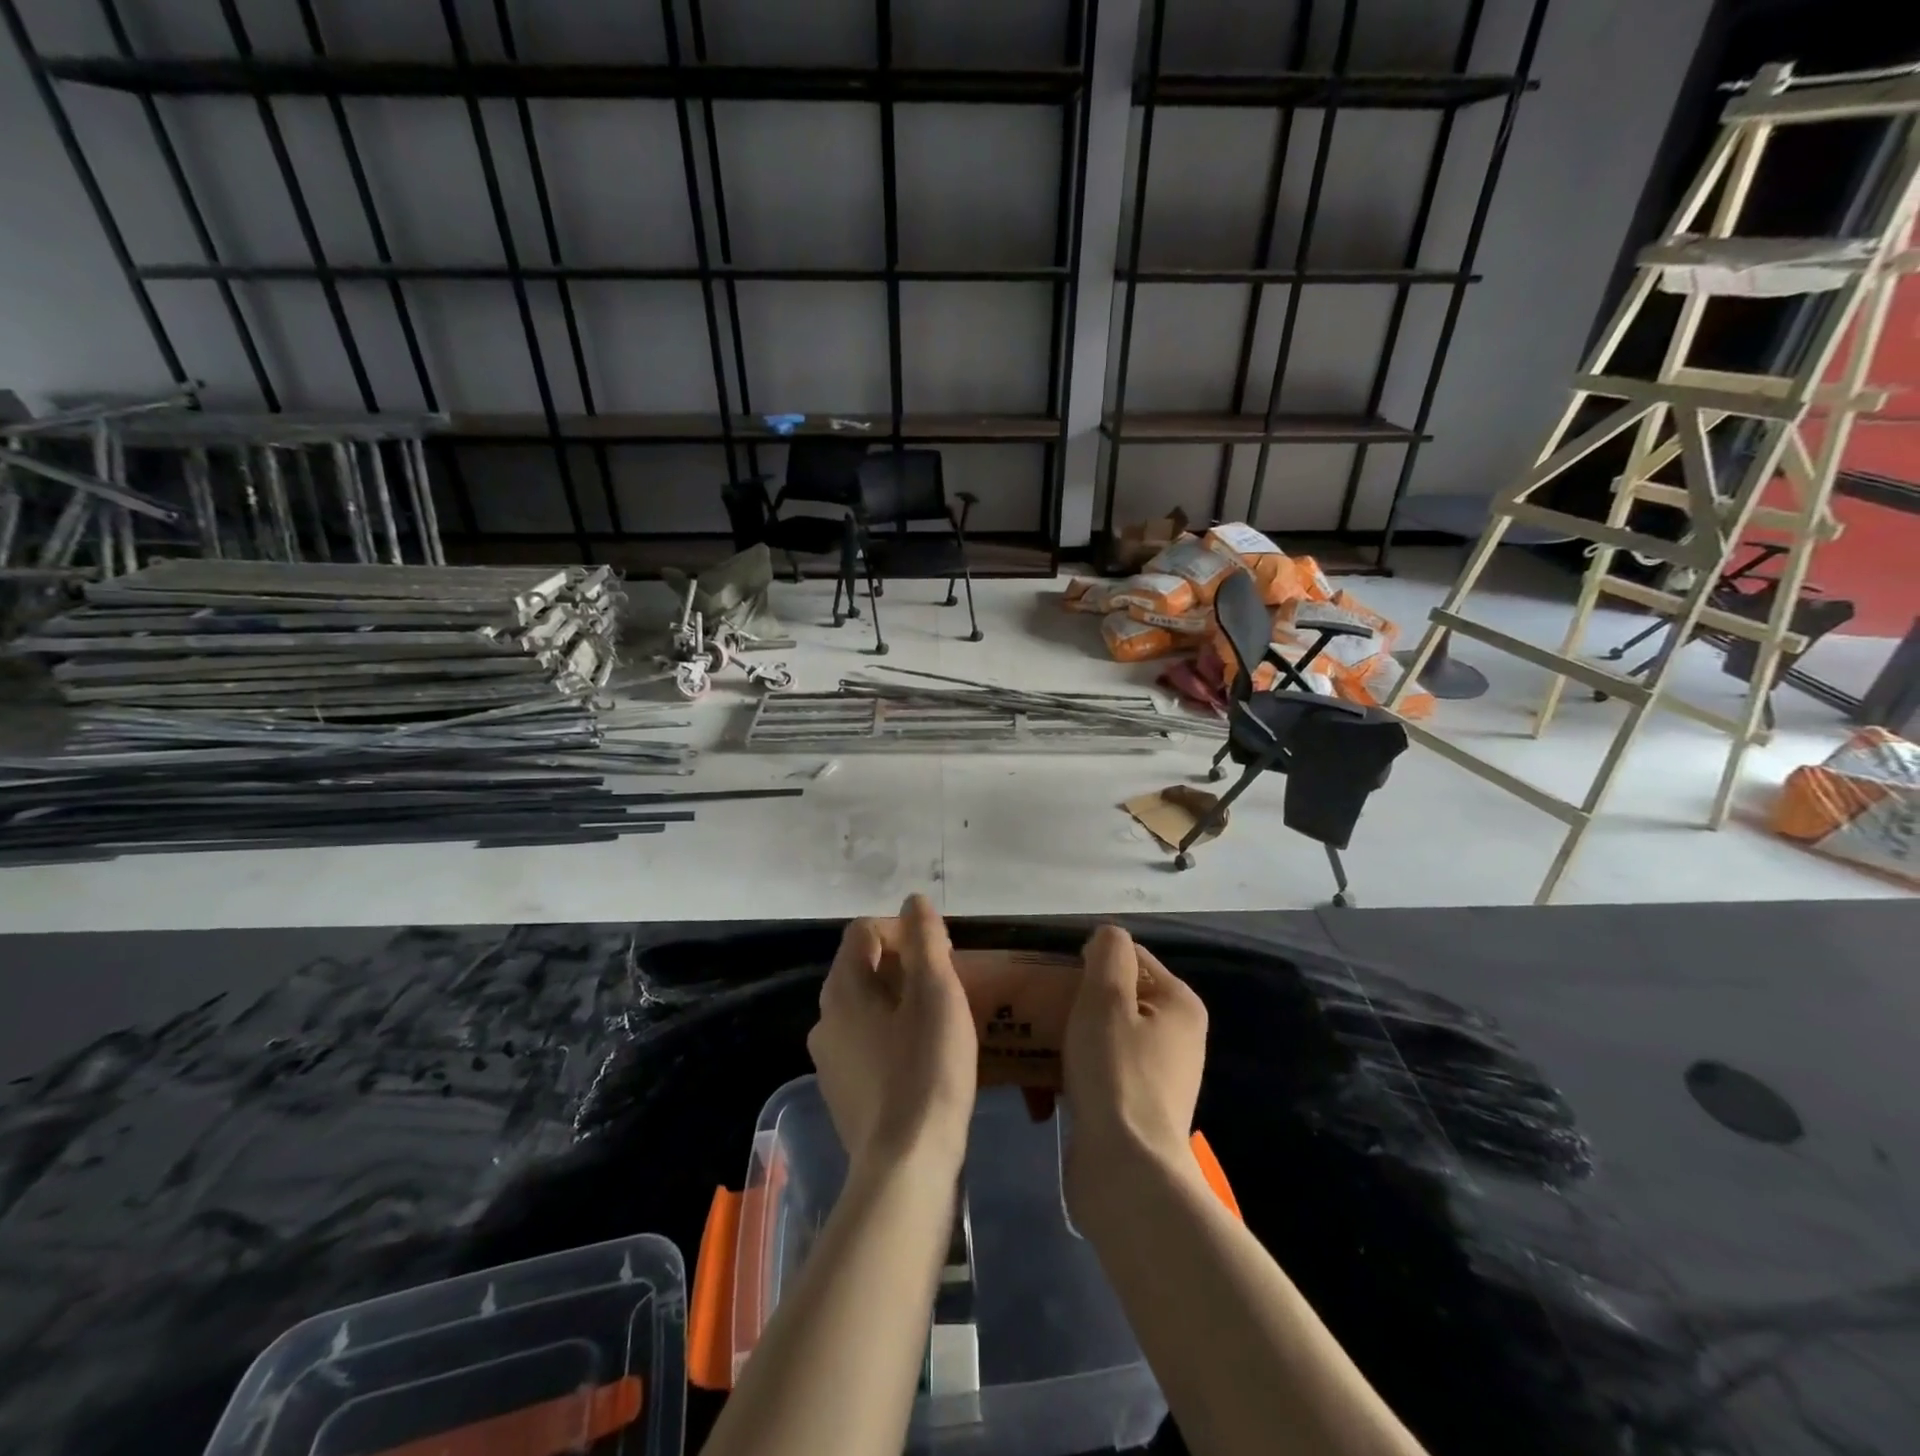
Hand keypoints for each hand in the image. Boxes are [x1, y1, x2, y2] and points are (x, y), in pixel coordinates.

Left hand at [807, 895, 978, 1175]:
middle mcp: (824, 1019)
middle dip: (906, 965)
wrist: (905, 1167)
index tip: (941, 952)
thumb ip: (925, 939)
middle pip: (864, 969)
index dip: (903, 929)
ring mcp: (829, 1061)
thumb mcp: (936, 992)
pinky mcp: (842, 1094)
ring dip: (901, 1002)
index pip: (864, 931)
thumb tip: (913, 901)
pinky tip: (923, 1061)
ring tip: (941, 1021)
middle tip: (947, 984)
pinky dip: (892, 1037)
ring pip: (866, 1009)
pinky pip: (866, 1045)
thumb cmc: (926, 1068)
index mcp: (842, 988)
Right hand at [1062, 925, 1206, 1197]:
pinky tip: (1043, 1092)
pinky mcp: (1138, 1111)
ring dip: (1066, 1043)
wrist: (1125, 1173)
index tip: (1054, 982)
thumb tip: (1106, 940)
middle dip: (1072, 1006)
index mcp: (1179, 1005)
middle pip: (1114, 1000)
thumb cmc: (1116, 1074)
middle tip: (1037, 1016)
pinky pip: (1100, 1075)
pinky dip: (1073, 1077)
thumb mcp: (1105, 998)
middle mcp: (1177, 1037)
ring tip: (1032, 1053)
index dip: (1088, 963)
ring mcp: (1159, 1077)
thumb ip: (1108, 953)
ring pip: (1102, 1038)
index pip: (1129, 959)